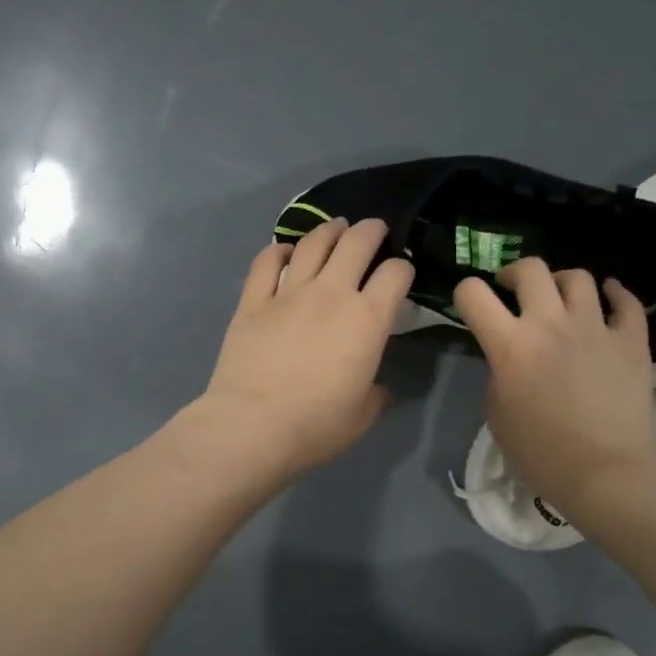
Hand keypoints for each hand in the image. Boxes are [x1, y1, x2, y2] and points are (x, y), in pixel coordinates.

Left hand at [197, 217, 413, 481]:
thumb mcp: (361, 416)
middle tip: (375, 230)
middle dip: (372, 230)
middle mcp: (331, 294)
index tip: (401, 274)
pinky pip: (267, 262)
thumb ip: (376, 394)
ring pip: (314, 243)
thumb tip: (379, 388)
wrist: (252, 426)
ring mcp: (288, 293)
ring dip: (330, 230)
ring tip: (337, 228)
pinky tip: (285, 251)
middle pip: (357, 242)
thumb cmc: (315, 426)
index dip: (403, 268)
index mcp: (367, 319)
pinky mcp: (253, 301)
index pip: (395, 274)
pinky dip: (279, 250)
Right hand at [452, 259, 655, 510]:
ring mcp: (596, 328)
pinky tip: (608, 297)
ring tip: (559, 299)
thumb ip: (498, 374)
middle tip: (512, 290)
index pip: (473, 294)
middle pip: (530, 269)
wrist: (605, 472)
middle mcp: (551, 324)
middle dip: (513, 273)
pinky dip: (615, 294)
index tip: (472, 305)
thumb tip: (510, 358)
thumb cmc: (540, 453)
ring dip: (561, 282)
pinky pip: (626, 302)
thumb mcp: (497, 414)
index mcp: (510, 345)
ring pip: (578, 278)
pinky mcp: (632, 341)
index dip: (465, 293)